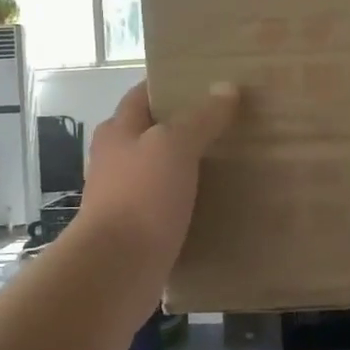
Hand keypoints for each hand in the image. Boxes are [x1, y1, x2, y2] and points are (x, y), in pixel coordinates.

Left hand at [77, 81, 238, 306]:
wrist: (117, 269)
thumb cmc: (141, 196)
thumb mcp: (174, 146)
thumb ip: (201, 117)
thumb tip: (227, 87)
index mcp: (118, 131)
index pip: (143, 95)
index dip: (171, 84)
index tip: (208, 80)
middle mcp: (116, 159)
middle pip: (154, 132)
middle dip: (187, 125)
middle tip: (230, 120)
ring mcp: (125, 196)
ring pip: (163, 170)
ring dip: (190, 165)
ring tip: (233, 158)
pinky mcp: (138, 229)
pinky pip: (169, 205)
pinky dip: (190, 200)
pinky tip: (220, 201)